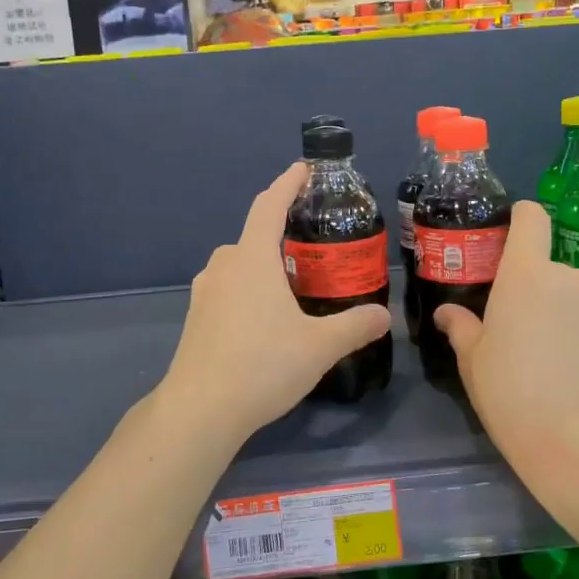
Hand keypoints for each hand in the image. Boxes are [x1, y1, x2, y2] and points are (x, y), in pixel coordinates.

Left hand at [157, 163, 391, 449]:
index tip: (302, 169)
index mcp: (253, 260)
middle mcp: (224, 267)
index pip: (269, 206)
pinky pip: (226, 288)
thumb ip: (354, 326)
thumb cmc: (262, 366)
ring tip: (290, 283)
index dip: (287, 183)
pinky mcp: (195, 319)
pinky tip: (263, 318)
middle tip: (310, 245)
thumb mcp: (319, 347)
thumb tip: (383, 316)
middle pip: (253, 236)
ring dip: (261, 263)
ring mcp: (204, 293)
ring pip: (236, 264)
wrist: (200, 410)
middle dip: (279, 232)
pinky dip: (246, 288)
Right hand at [433, 202, 578, 496]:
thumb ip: (461, 327)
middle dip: (532, 289)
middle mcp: (570, 279)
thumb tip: (447, 313)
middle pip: (548, 268)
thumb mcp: (473, 361)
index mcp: (528, 274)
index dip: (519, 219)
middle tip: (514, 329)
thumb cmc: (512, 393)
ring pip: (573, 300)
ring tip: (545, 361)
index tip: (505, 240)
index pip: (531, 218)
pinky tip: (572, 379)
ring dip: (559, 316)